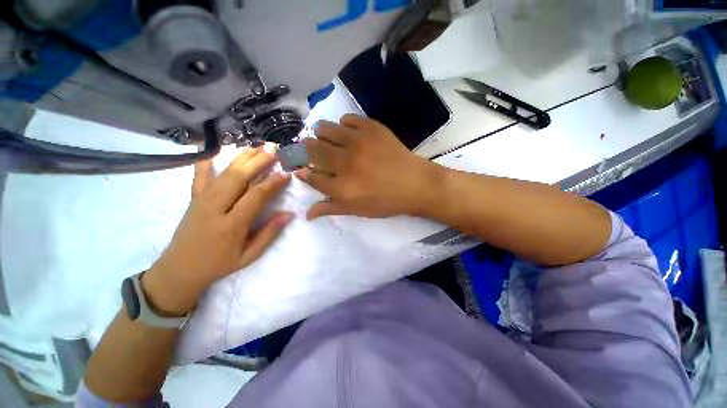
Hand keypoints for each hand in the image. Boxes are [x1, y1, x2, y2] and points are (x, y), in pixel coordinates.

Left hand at [142, 148, 292, 315]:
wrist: (179, 270)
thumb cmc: (219, 264)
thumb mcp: (249, 255)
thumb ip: (269, 233)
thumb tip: (289, 214)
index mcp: (231, 225)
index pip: (255, 196)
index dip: (272, 183)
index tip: (286, 173)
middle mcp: (215, 208)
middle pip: (238, 178)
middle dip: (258, 162)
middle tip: (274, 151)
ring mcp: (201, 201)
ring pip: (223, 173)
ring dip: (241, 158)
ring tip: (257, 147)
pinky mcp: (193, 199)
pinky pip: (199, 176)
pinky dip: (206, 162)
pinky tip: (214, 151)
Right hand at [296, 114, 440, 219]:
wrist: (415, 184)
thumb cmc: (386, 201)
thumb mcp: (357, 210)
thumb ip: (330, 208)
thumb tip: (307, 213)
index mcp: (341, 187)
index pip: (310, 176)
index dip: (303, 172)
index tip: (303, 169)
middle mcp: (345, 162)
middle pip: (312, 149)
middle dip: (307, 150)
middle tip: (314, 152)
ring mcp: (358, 142)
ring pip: (324, 129)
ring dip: (321, 134)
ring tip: (329, 140)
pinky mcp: (372, 128)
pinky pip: (347, 119)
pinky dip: (344, 125)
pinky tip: (350, 133)